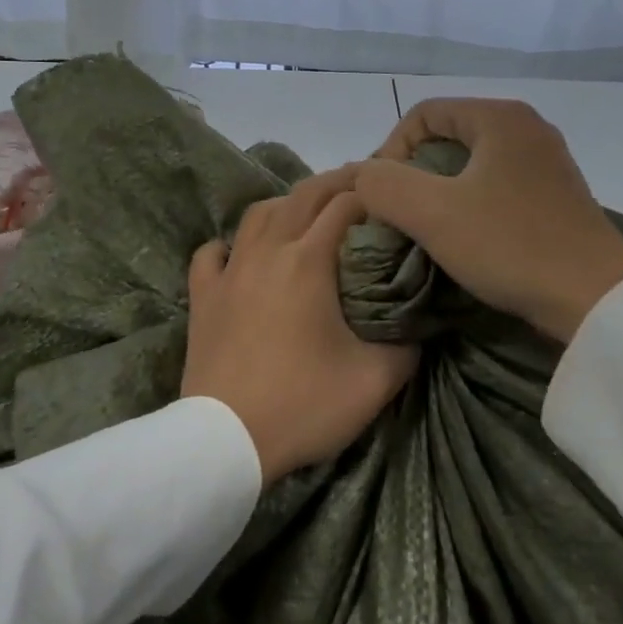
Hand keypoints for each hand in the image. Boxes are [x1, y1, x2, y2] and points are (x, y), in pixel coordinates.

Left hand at [183, 168, 419, 484]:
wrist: (225, 440)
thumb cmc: (302, 405)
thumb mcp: (375, 383)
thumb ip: (406, 347)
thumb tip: (419, 328)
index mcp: (309, 261)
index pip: (345, 206)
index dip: (371, 193)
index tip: (391, 194)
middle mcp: (267, 252)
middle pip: (302, 196)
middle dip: (335, 183)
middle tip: (360, 186)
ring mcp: (229, 272)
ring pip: (257, 215)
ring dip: (286, 205)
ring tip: (306, 215)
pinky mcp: (202, 296)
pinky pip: (212, 253)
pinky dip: (230, 244)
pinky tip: (240, 254)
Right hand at [354, 99, 622, 342]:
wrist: (595, 299)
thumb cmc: (510, 245)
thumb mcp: (432, 213)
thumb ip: (384, 184)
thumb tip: (365, 176)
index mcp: (500, 117)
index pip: (423, 113)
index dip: (391, 149)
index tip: (384, 195)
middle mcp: (527, 128)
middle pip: (448, 136)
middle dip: (414, 171)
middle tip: (400, 212)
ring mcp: (547, 162)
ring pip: (472, 163)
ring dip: (441, 191)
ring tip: (428, 228)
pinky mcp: (557, 196)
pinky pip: (497, 185)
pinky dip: (471, 203)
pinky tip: (467, 238)